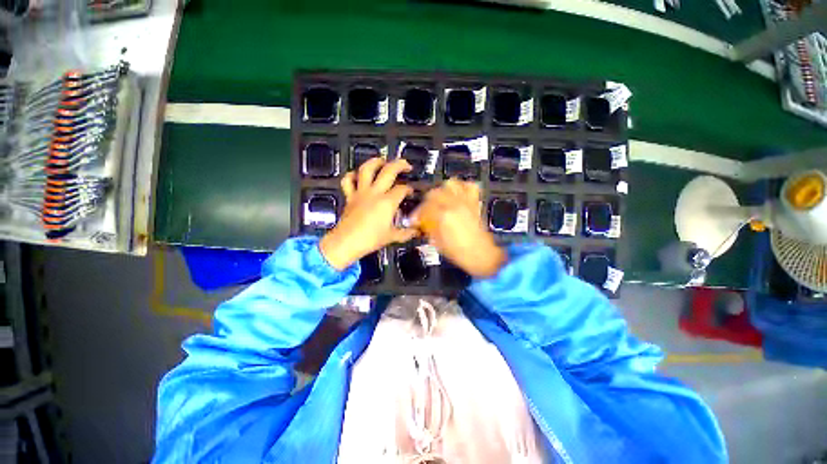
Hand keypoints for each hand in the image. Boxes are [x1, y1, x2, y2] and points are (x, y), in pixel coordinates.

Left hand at [320, 158, 418, 269]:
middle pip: (388, 171)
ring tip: (382, 161)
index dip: (409, 189)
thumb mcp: (392, 237)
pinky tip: (357, 175)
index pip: (402, 189)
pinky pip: (348, 180)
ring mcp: (361, 192)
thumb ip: (407, 233)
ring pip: (366, 169)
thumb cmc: (370, 240)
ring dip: (375, 162)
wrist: (346, 242)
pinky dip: (352, 175)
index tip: (411, 192)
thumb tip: (417, 231)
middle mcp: (375, 193)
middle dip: (400, 165)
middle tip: (406, 165)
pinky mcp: (350, 196)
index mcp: (387, 202)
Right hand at [412, 178, 505, 277]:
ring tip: (440, 199)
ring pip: (451, 184)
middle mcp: (454, 204)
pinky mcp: (475, 203)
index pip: (424, 208)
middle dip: (426, 201)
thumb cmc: (458, 252)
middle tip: (425, 210)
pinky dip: (462, 187)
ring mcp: (466, 201)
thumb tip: (422, 223)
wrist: (481, 255)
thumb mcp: (437, 243)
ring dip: (443, 190)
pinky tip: (457, 195)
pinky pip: (470, 186)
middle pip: (435, 192)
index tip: (415, 220)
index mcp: (443, 215)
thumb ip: (429, 229)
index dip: (417, 214)